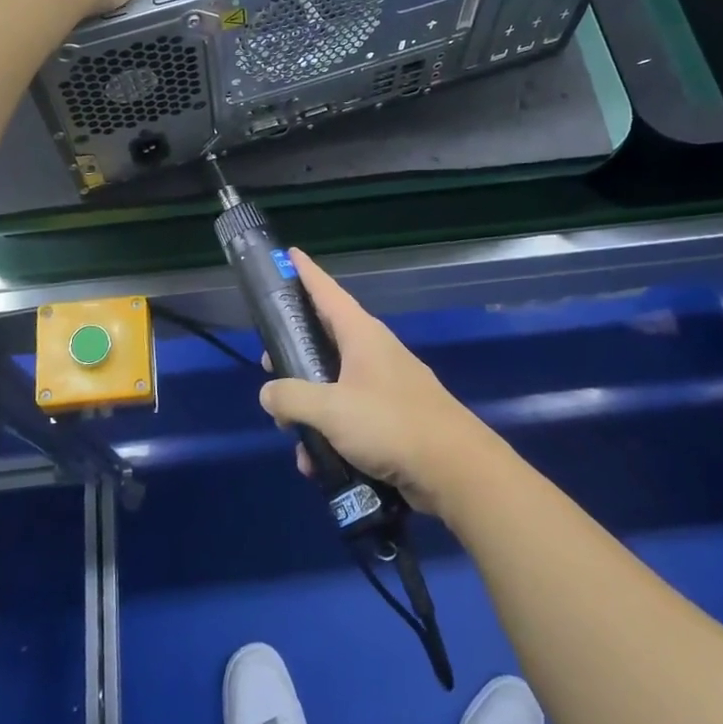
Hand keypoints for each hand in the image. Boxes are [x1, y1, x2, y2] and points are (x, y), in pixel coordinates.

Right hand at [259, 249, 497, 514]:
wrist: (454, 469)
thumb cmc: (390, 424)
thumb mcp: (331, 410)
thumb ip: (292, 398)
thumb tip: (268, 392)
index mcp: (361, 335)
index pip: (327, 292)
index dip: (305, 273)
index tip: (289, 254)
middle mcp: (373, 352)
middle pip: (325, 338)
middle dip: (294, 353)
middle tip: (270, 366)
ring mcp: (384, 384)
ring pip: (333, 384)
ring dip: (309, 407)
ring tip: (292, 434)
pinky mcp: (391, 417)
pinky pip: (349, 415)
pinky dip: (330, 433)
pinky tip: (317, 463)